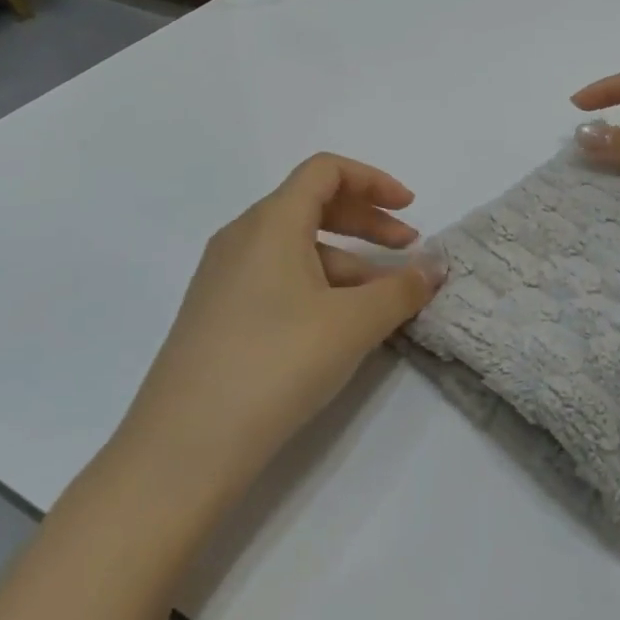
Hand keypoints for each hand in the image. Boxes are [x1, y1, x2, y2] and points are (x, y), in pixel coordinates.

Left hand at [114, 154, 445, 505]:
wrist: (183, 449)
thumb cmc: (276, 364)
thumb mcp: (353, 324)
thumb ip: (402, 289)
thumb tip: (436, 266)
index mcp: (271, 221)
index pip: (325, 170)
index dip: (373, 181)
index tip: (410, 209)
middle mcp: (242, 237)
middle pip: (313, 204)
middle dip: (368, 222)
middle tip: (408, 250)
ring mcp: (224, 277)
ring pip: (296, 247)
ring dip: (348, 262)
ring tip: (383, 303)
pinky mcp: (217, 314)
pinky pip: (277, 279)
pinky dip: (318, 286)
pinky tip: (339, 327)